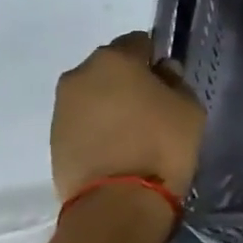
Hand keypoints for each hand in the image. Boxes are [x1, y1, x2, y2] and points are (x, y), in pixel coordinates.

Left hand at [51, 32, 205, 199]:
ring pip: (94, 95)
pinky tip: (118, 148)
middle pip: (111, 68)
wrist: (117, 200)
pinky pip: (83, 121)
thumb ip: (176, 82)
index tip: (169, 81)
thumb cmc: (161, 144)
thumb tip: (162, 73)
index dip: (156, 58)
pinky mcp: (53, 138)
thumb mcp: (189, 107)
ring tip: (135, 132)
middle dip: (130, 80)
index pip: (139, 42)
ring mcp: (62, 108)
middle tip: (153, 107)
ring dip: (112, 105)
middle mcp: (79, 75)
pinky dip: (99, 127)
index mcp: (114, 59)